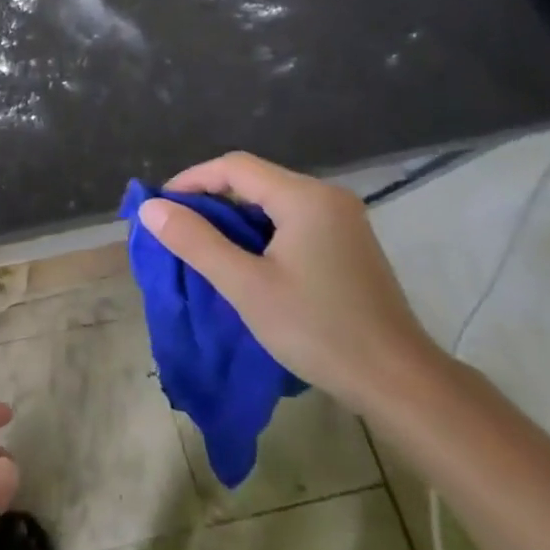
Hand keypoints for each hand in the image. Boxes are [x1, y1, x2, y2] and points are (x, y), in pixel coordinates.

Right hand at [136, 151, 446, 414]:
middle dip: (210, 199)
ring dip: (233, 218)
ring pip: (271, 202)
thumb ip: (195, 241)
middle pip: (254, 180)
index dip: (191, 180)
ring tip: (201, 245)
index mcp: (304, 197)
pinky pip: (290, 221)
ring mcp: (342, 220)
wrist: (398, 382)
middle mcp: (326, 197)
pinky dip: (259, 232)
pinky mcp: (347, 243)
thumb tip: (150, 207)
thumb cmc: (318, 329)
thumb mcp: (245, 285)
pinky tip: (243, 259)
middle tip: (175, 229)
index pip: (234, 167)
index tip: (160, 207)